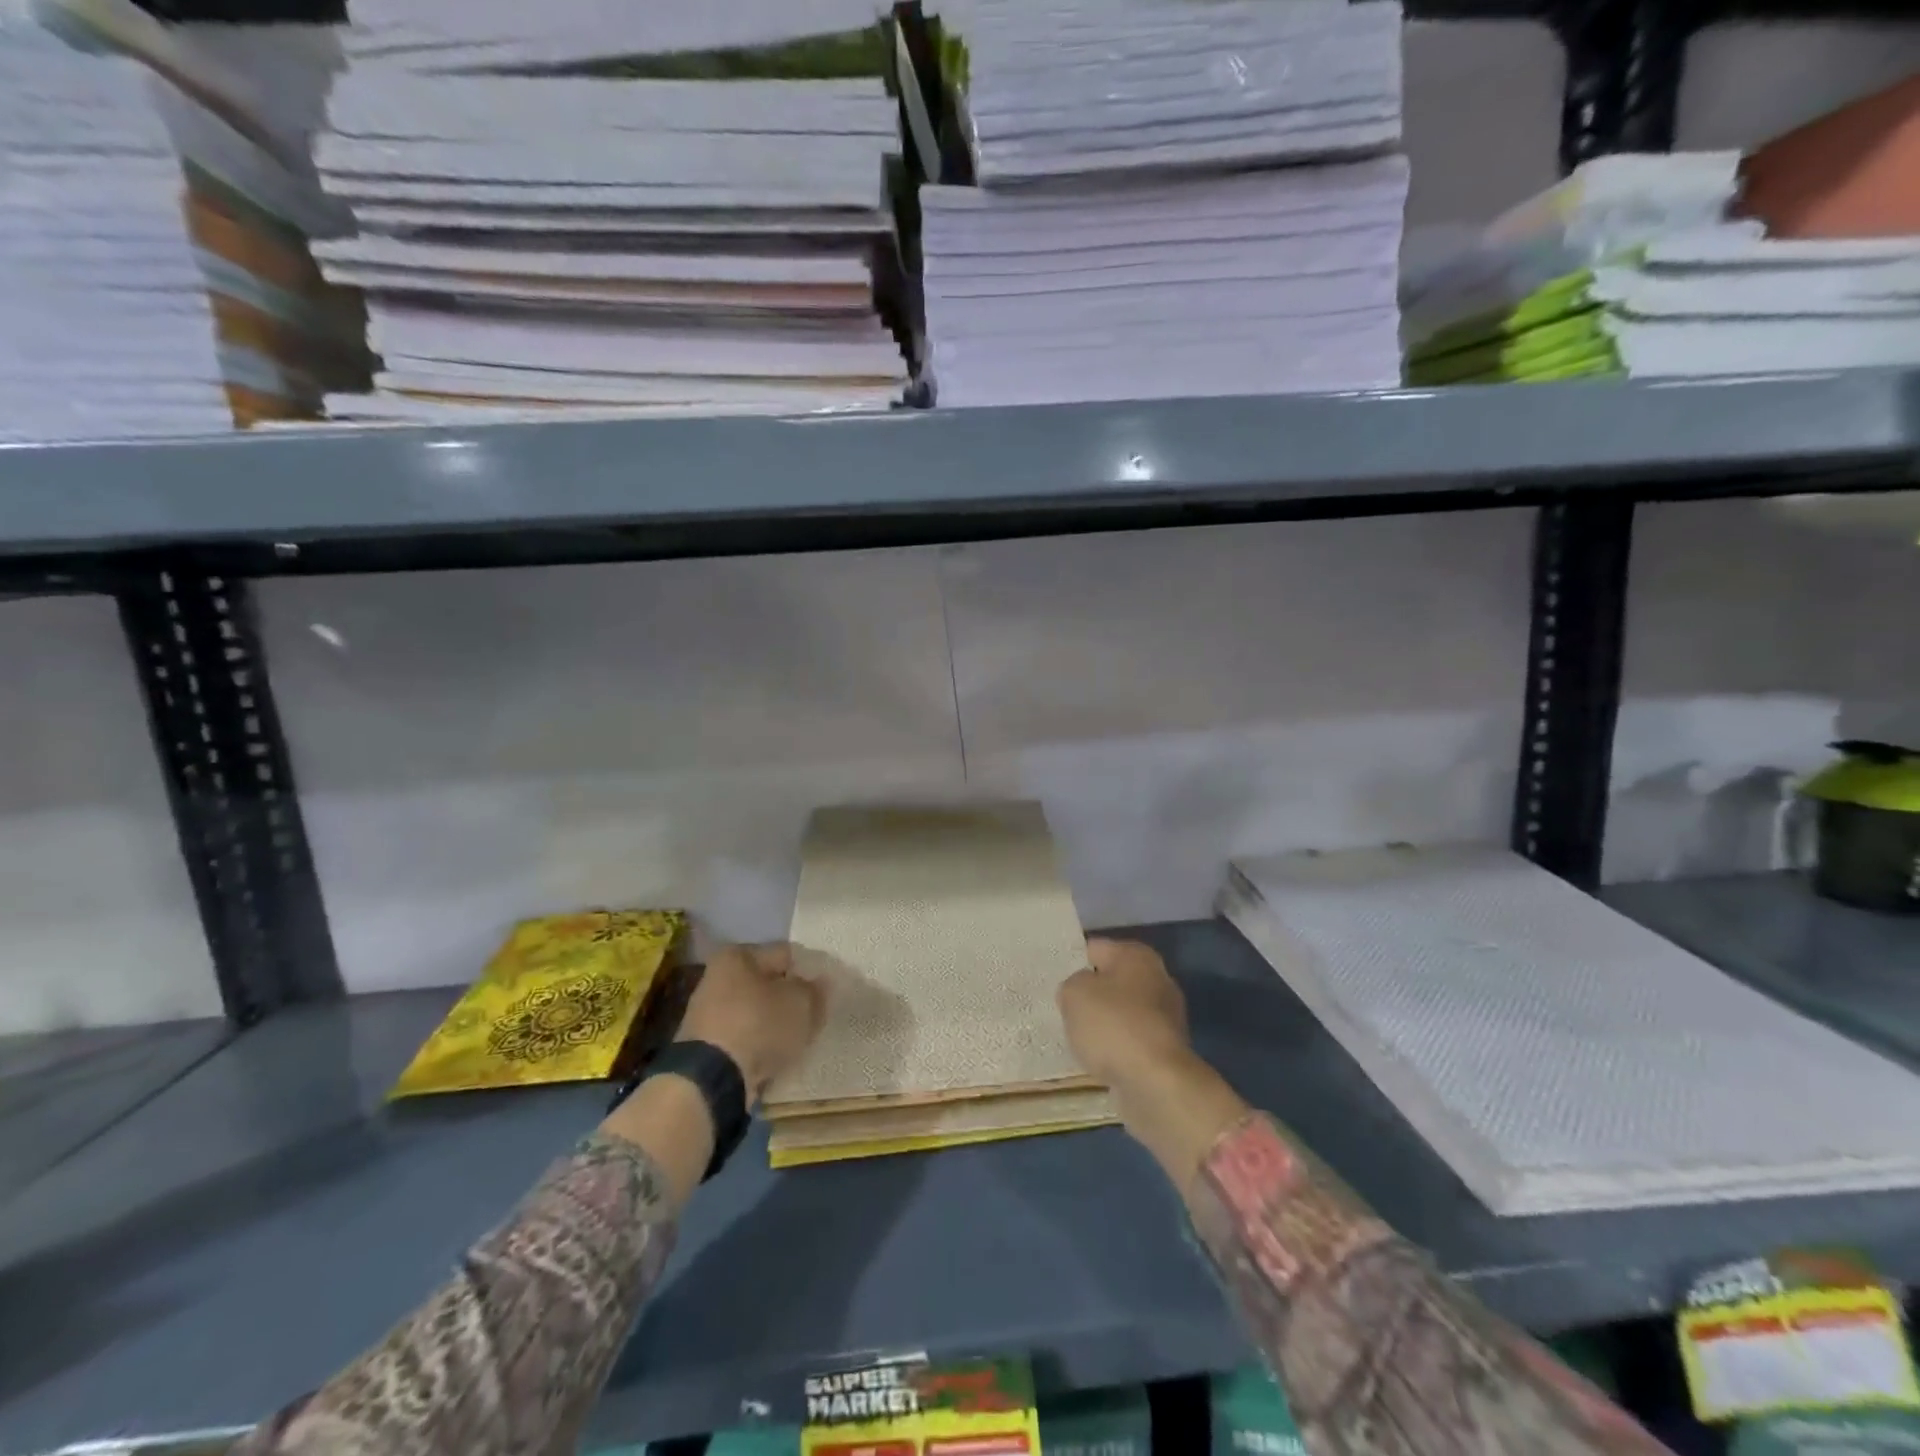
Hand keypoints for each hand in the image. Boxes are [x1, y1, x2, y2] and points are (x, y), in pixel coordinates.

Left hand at [676, 943, 824, 1103]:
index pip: (785, 954)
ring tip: (799, 1038)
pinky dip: (760, 1043)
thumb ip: (815, 990)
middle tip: (815, 1014)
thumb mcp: (801, 1002)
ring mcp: (708, 1013)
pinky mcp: (705, 1046)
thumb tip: (819, 984)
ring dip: (776, 1022)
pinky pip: (744, 1037)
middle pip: (768, 983)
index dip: (810, 970)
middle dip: (791, 998)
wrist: (712, 1080)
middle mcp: (717, 977)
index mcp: (737, 955)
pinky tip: (777, 1055)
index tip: (827, 990)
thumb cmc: (759, 1025)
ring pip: (756, 1011)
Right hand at [1057, 937, 1192, 1093]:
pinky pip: (1130, 1041)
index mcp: (1137, 956)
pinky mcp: (1165, 1050)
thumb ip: (1071, 985)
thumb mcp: (1075, 994)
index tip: (1053, 976)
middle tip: (1061, 1006)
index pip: (1095, 948)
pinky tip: (1096, 1058)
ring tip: (1075, 1036)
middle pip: (1111, 980)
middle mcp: (1157, 979)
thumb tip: (1080, 992)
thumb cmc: (1114, 1026)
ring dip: (1102, 1023)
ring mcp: (1165, 1017)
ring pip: (1121, 1012)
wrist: (1156, 1083)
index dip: (1072, 960)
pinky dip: (1115, 1048)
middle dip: (1089, 993)